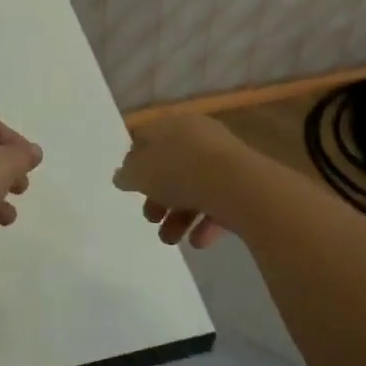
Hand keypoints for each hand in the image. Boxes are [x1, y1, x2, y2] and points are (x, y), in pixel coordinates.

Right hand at [114, 116, 248, 249]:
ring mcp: (224, 161)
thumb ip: (127, 175)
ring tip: (170, 238)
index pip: (148, 138)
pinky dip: (205, 222)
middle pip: (171, 166)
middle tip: (150, 218)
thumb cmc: (181, 171)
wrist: (238, 186)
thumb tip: (122, 175)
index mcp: (174, 125)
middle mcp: (199, 137)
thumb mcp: (141, 173)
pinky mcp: (243, 184)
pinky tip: (198, 241)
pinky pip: (218, 202)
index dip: (135, 161)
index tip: (130, 186)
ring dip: (178, 215)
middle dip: (157, 197)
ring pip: (194, 187)